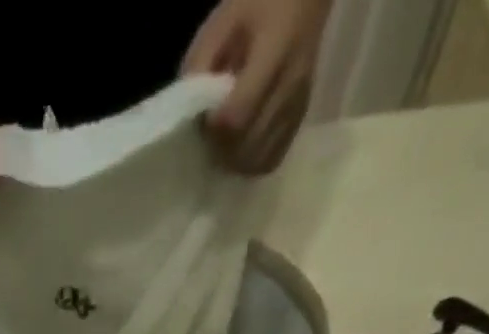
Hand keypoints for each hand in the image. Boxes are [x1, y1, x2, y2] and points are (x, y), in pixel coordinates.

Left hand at [183, 0, 331, 173]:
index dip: (213, 129)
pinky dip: (252, 163)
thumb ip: (200, 65)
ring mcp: (297, 106)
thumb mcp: (222, 21)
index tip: (203, 120)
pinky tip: (241, 150)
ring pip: (259, 160)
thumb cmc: (259, 2)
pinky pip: (272, 159)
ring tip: (224, 144)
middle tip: (210, 136)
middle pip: (247, 145)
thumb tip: (189, 113)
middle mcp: (289, 86)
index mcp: (274, 52)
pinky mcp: (300, 119)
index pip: (236, 116)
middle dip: (221, 149)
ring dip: (235, 161)